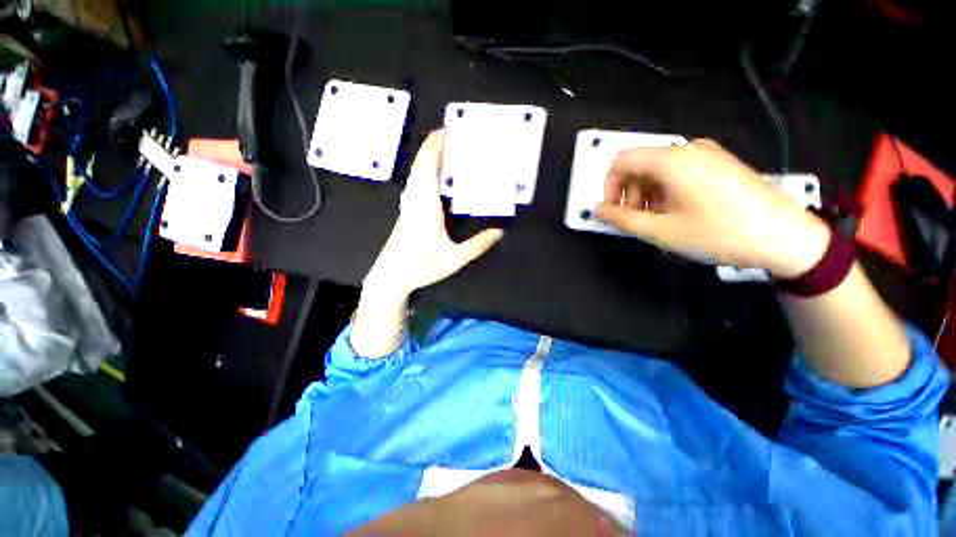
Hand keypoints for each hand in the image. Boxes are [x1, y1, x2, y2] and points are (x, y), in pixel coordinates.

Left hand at [363, 130, 503, 294]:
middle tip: (449, 134)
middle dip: (432, 147)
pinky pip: (414, 182)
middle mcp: (414, 200)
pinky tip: (430, 174)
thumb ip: (477, 245)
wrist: (391, 276)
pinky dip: (423, 171)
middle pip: (420, 166)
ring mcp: (407, 205)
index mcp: (426, 206)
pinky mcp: (406, 211)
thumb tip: (499, 232)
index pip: (429, 169)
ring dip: (427, 158)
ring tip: (442, 149)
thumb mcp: (454, 259)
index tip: (445, 131)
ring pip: (415, 173)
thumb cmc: (421, 267)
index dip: (435, 148)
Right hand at [594, 139, 829, 278]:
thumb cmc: (721, 233)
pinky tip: (676, 213)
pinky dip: (664, 192)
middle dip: (628, 193)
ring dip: (646, 195)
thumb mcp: (663, 231)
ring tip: (657, 221)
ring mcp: (706, 155)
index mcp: (673, 161)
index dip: (609, 186)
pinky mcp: (718, 164)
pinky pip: (677, 173)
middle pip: (639, 165)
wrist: (786, 237)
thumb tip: (598, 210)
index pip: (622, 161)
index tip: (612, 210)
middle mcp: (689, 150)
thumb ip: (623, 220)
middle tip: (634, 221)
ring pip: (657, 170)